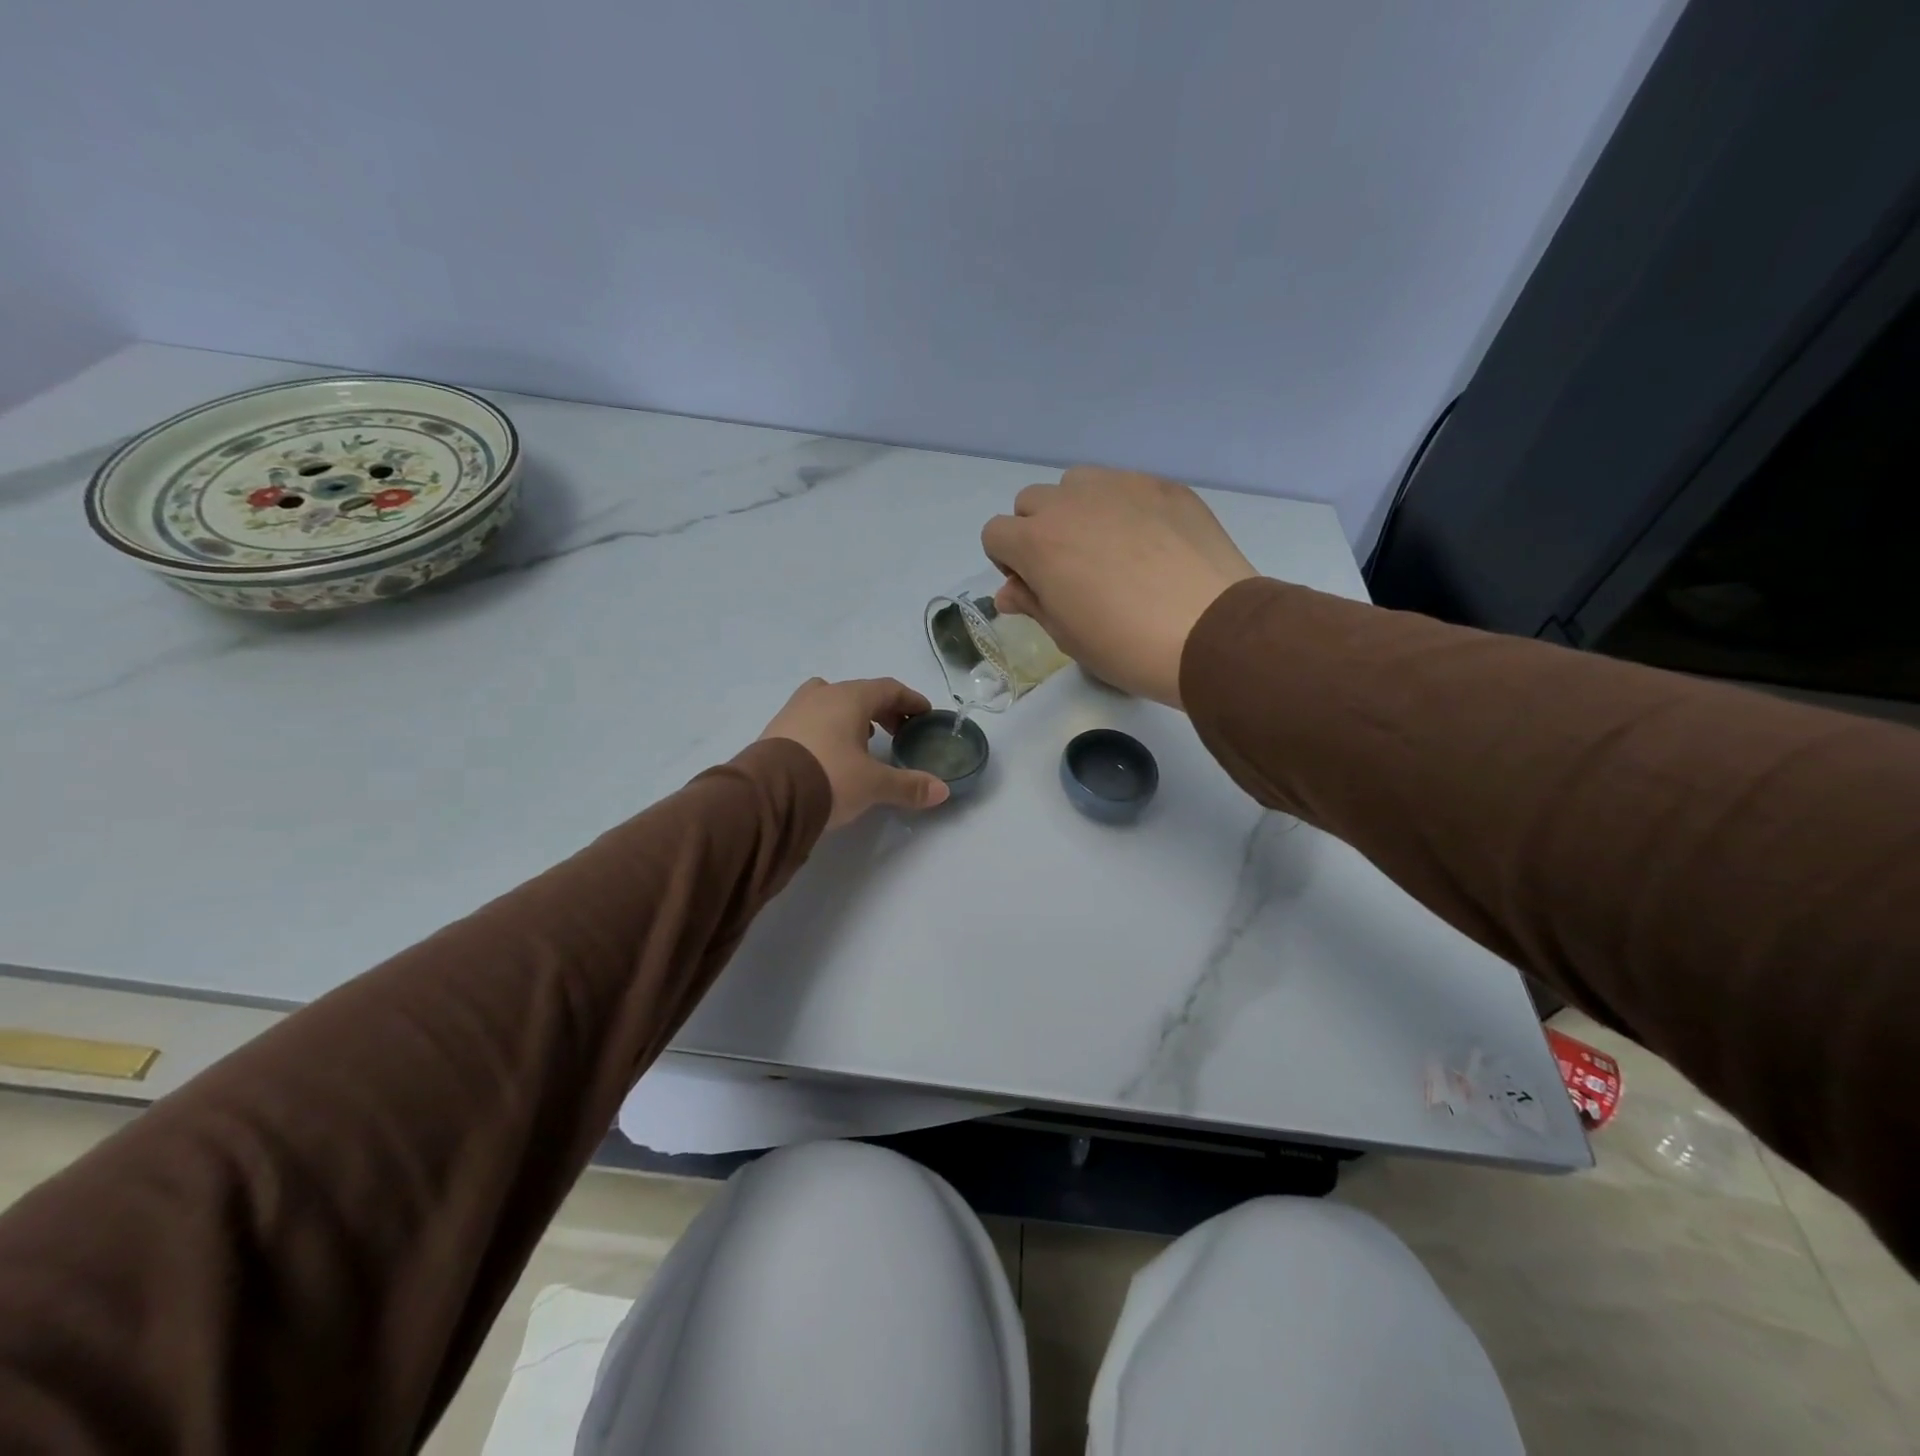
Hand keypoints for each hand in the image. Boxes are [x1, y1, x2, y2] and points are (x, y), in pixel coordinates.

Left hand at [760, 677, 949, 827]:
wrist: (766, 797)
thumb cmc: (829, 777)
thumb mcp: (874, 785)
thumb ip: (908, 786)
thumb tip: (942, 791)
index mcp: (849, 698)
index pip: (888, 689)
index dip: (910, 700)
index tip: (924, 714)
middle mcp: (821, 695)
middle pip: (860, 693)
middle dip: (883, 710)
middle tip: (899, 731)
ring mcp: (794, 710)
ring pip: (831, 703)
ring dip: (853, 718)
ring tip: (865, 741)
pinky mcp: (776, 730)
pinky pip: (811, 720)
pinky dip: (829, 729)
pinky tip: (832, 753)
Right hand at [981, 467, 1256, 707]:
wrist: (1210, 633)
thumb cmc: (1126, 646)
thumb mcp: (1067, 636)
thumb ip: (1032, 603)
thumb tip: (1009, 592)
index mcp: (1037, 542)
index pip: (995, 533)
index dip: (1007, 562)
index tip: (1034, 586)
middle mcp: (1070, 503)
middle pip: (1031, 502)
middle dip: (1037, 531)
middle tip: (1070, 569)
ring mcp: (1120, 486)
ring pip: (1076, 484)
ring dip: (1077, 510)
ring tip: (1108, 548)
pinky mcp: (1162, 486)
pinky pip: (1124, 485)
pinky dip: (1122, 507)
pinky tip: (1150, 543)